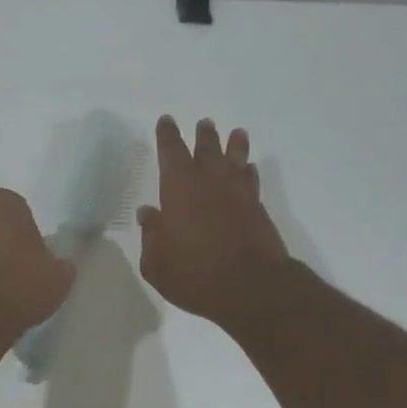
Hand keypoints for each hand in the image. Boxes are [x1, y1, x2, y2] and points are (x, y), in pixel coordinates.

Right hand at [137, 116, 290, 326]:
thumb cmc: (194, 274)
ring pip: (235, 159)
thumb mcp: (156, 262)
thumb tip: (149, 214)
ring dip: (234, 145)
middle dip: (203, 135)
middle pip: (206, 149)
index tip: (167, 120)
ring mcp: (237, 194)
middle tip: (204, 123)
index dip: (168, 135)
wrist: (249, 287)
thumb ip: (151, 235)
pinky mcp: (257, 209)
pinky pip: (252, 180)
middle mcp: (209, 182)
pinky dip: (249, 172)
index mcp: (178, 189)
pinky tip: (249, 169)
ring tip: (236, 133)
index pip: (171, 152)